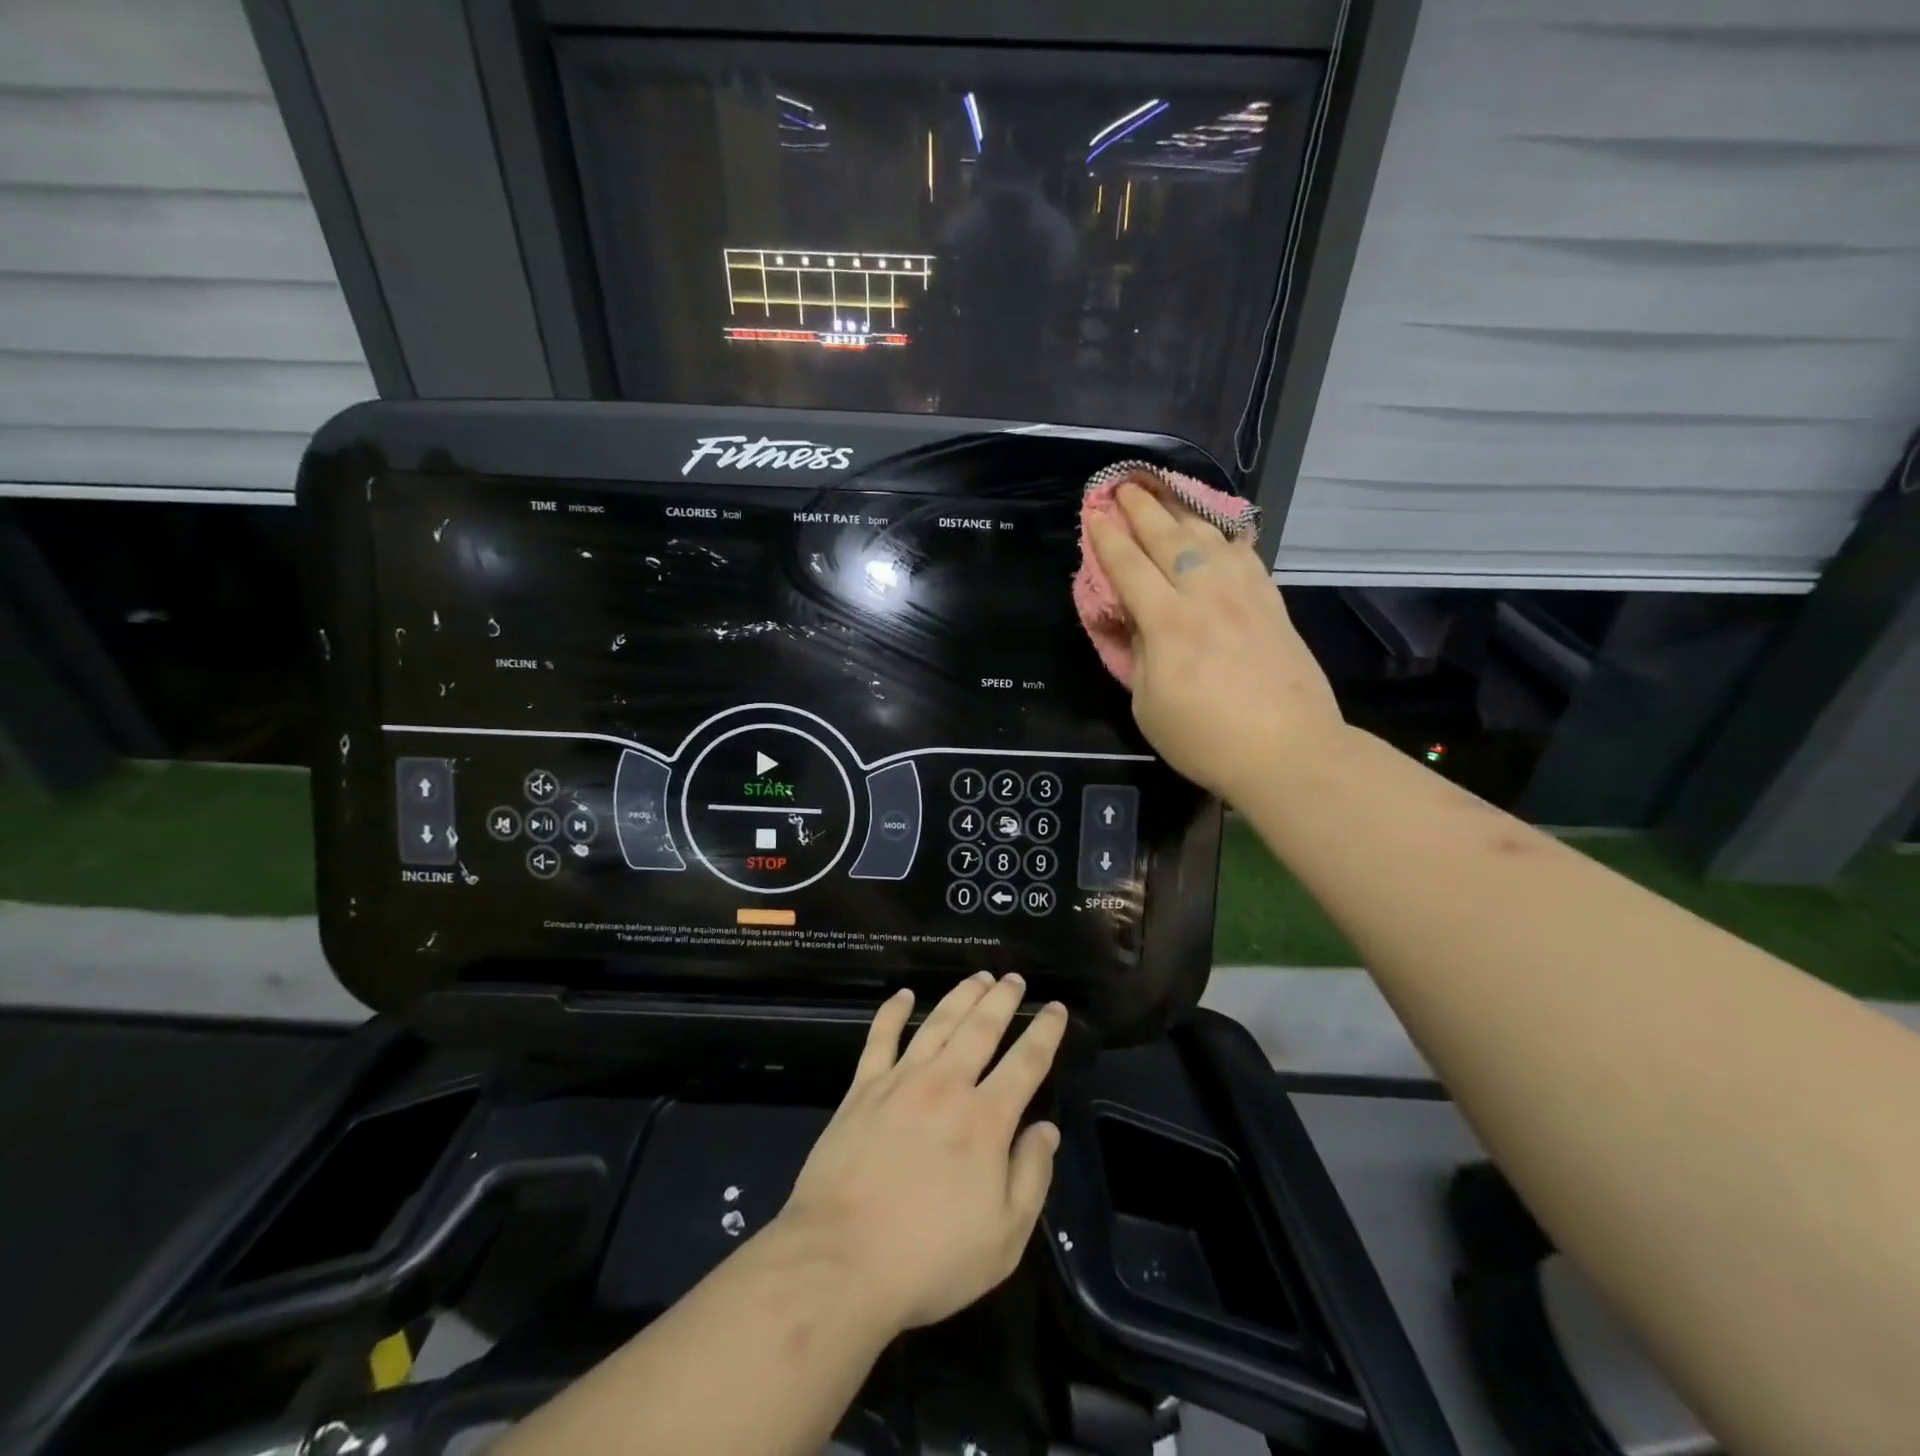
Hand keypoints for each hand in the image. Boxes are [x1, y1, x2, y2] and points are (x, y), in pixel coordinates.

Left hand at [777, 974, 1067, 1332]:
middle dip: (1002, 999)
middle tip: (1014, 978)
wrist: (840, 1262)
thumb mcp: (1004, 1239)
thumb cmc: (929, 1259)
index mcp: (985, 1120)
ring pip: (937, 1023)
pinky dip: (892, 1012)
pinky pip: (880, 1038)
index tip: (1056, 1008)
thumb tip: (1046, 1129)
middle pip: (981, 1028)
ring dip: (961, 996)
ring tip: (978, 977)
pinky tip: (903, 995)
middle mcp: (946, 1086)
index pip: (1026, 1063)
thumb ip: (1031, 1177)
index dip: (1045, 1032)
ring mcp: (900, 1082)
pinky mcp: (861, 1089)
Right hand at [1087, 482, 1343, 801]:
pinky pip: (1246, 556)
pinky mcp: (1272, 603)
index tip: (1095, 513)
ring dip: (1183, 512)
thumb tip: (1138, 623)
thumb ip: (1139, 656)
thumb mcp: (1148, 705)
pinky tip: (1219, 532)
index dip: (1108, 537)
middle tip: (1125, 486)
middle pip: (1168, 538)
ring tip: (1167, 496)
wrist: (1288, 751)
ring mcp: (1244, 595)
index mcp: (1167, 622)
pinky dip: (1226, 537)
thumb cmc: (1205, 738)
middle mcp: (1205, 595)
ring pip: (1209, 538)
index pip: (1129, 566)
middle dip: (1142, 509)